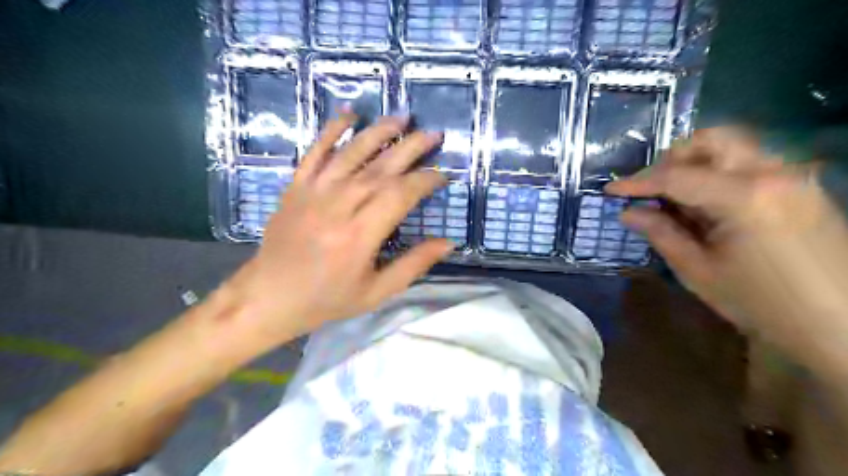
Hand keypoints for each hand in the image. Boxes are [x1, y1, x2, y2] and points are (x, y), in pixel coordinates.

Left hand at [226, 115, 449, 343]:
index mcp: (360, 235)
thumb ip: (413, 264)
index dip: (425, 180)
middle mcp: (338, 206)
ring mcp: (313, 192)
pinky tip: (349, 113)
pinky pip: (315, 152)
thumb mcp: (376, 292)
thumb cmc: (327, 299)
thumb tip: (448, 242)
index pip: (400, 195)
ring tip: (402, 117)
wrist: (268, 297)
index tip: (443, 173)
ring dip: (379, 131)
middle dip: (411, 147)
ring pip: (351, 153)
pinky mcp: (296, 187)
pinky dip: (331, 130)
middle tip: (433, 133)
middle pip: (381, 168)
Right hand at [606, 128, 847, 358]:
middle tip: (651, 187)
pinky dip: (720, 174)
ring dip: (697, 164)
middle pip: (713, 140)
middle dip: (673, 157)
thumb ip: (661, 233)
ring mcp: (794, 177)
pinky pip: (752, 165)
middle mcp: (773, 173)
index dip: (637, 182)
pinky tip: (708, 205)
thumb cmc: (761, 304)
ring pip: (734, 149)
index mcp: (744, 196)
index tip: (610, 190)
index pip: (677, 176)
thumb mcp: (698, 271)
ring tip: (676, 197)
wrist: (843, 329)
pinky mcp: (803, 188)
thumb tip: (628, 212)